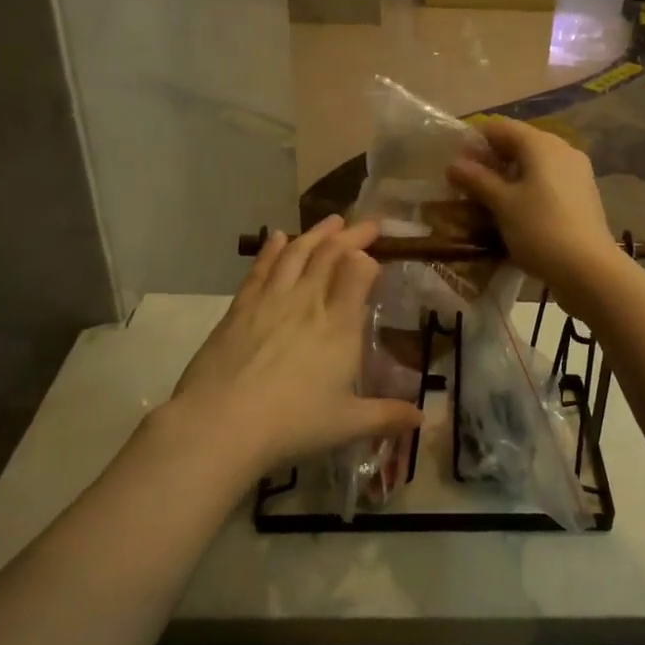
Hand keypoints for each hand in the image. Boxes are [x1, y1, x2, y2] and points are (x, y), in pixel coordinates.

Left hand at [161, 216, 421, 474]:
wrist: (221, 424)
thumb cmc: (292, 424)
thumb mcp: (347, 424)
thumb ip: (387, 416)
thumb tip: (423, 420)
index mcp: (339, 326)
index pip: (358, 273)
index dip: (368, 256)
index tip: (377, 249)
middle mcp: (308, 302)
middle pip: (331, 254)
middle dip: (352, 235)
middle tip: (367, 224)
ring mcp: (271, 300)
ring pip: (297, 252)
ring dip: (317, 233)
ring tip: (333, 220)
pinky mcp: (240, 307)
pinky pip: (261, 267)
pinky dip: (272, 248)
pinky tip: (278, 236)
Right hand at [445, 119, 619, 300]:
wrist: (589, 269)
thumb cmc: (540, 229)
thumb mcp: (502, 204)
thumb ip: (477, 180)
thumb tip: (453, 164)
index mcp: (541, 144)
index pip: (501, 127)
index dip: (475, 140)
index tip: (455, 162)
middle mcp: (563, 150)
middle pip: (519, 145)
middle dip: (491, 161)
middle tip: (467, 184)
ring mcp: (577, 173)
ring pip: (535, 166)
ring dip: (509, 178)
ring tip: (486, 201)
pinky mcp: (582, 196)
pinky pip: (548, 183)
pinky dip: (528, 190)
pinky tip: (514, 212)